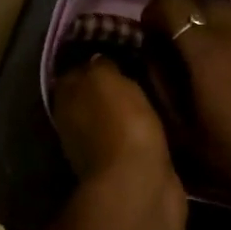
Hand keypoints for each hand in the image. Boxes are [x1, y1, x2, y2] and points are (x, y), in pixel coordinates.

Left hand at [52, 57, 185, 229]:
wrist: (140, 185)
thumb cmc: (120, 124)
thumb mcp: (105, 79)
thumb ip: (99, 65)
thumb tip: (98, 58)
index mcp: (67, 100)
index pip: (75, 70)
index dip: (94, 57)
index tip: (119, 43)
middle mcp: (76, 124)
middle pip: (94, 95)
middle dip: (113, 83)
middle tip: (142, 63)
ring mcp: (100, 149)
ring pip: (115, 116)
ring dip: (130, 106)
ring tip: (157, 86)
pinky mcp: (127, 167)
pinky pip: (136, 136)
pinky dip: (145, 128)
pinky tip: (163, 115)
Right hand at [142, 0, 230, 201]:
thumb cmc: (228, 152)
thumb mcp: (181, 128)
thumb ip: (160, 84)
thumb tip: (148, 53)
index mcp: (202, 53)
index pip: (171, 7)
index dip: (153, 12)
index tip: (147, 31)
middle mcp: (230, 33)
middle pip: (195, 4)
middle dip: (176, 14)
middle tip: (168, 38)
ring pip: (223, 5)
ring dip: (203, 11)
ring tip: (196, 29)